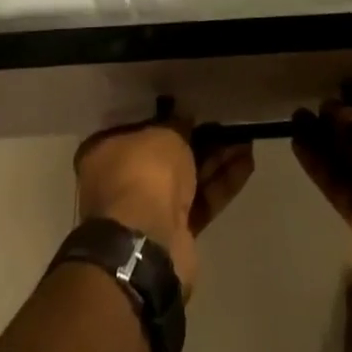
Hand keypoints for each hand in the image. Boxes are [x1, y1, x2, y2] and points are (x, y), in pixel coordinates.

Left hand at [74, 101, 254, 298]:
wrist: (148, 245)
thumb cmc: (143, 173)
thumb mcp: (163, 133)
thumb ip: (176, 125)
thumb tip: (186, 121)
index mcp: (104, 153)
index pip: (135, 126)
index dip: (163, 115)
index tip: (188, 106)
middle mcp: (121, 181)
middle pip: (165, 153)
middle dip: (197, 138)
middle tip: (225, 120)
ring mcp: (148, 210)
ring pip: (187, 177)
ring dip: (216, 158)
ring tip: (245, 137)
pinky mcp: (175, 234)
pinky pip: (201, 201)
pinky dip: (222, 183)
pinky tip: (247, 162)